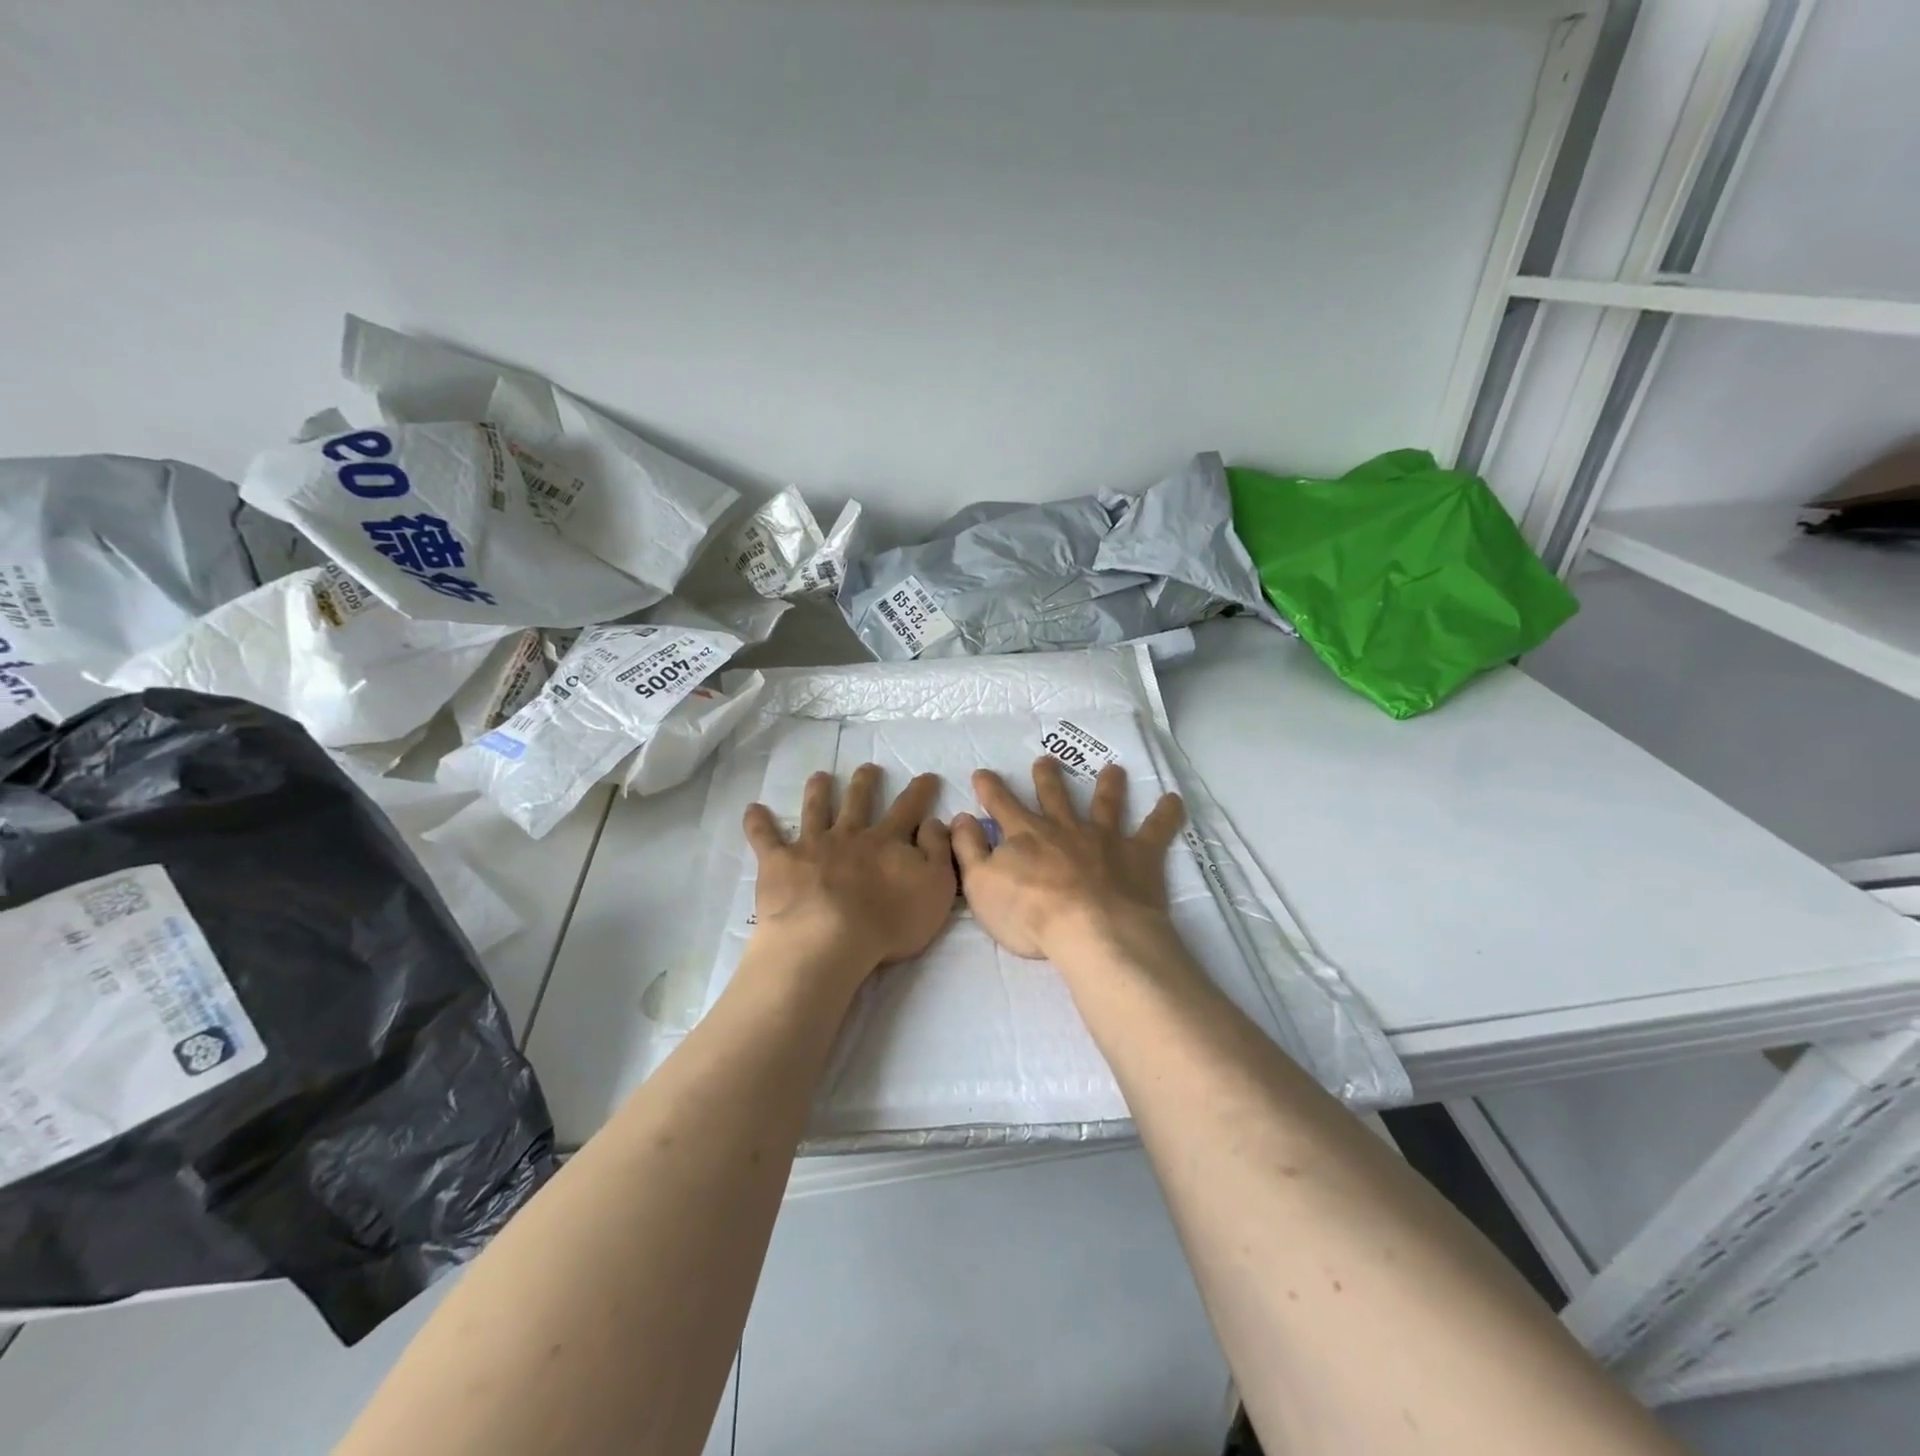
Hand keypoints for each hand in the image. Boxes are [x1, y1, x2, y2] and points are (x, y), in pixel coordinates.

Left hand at [742, 765, 955, 980]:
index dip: (919, 792)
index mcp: (886, 842)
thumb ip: (937, 852)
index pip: (908, 810)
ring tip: (820, 776)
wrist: (830, 939)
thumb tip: (934, 821)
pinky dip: (758, 823)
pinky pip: (765, 838)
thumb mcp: (935, 888)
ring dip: (818, 792)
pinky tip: (753, 809)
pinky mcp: (780, 863)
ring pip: (816, 810)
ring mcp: (812, 846)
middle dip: (865, 783)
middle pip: (858, 802)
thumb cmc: (889, 921)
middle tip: (868, 768)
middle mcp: (850, 835)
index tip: (926, 776)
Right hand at [951, 758, 1185, 967]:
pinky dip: (1166, 814)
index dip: (990, 789)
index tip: (983, 773)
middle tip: (1045, 760)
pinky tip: (1175, 800)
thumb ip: (968, 849)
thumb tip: (960, 818)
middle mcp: (1064, 828)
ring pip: (1104, 804)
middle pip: (1054, 796)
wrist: (1090, 929)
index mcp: (1025, 835)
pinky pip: (1155, 830)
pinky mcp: (1138, 855)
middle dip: (1047, 777)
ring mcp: (1104, 838)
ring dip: (1108, 786)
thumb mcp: (980, 885)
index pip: (1001, 805)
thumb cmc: (1029, 913)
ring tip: (1113, 769)